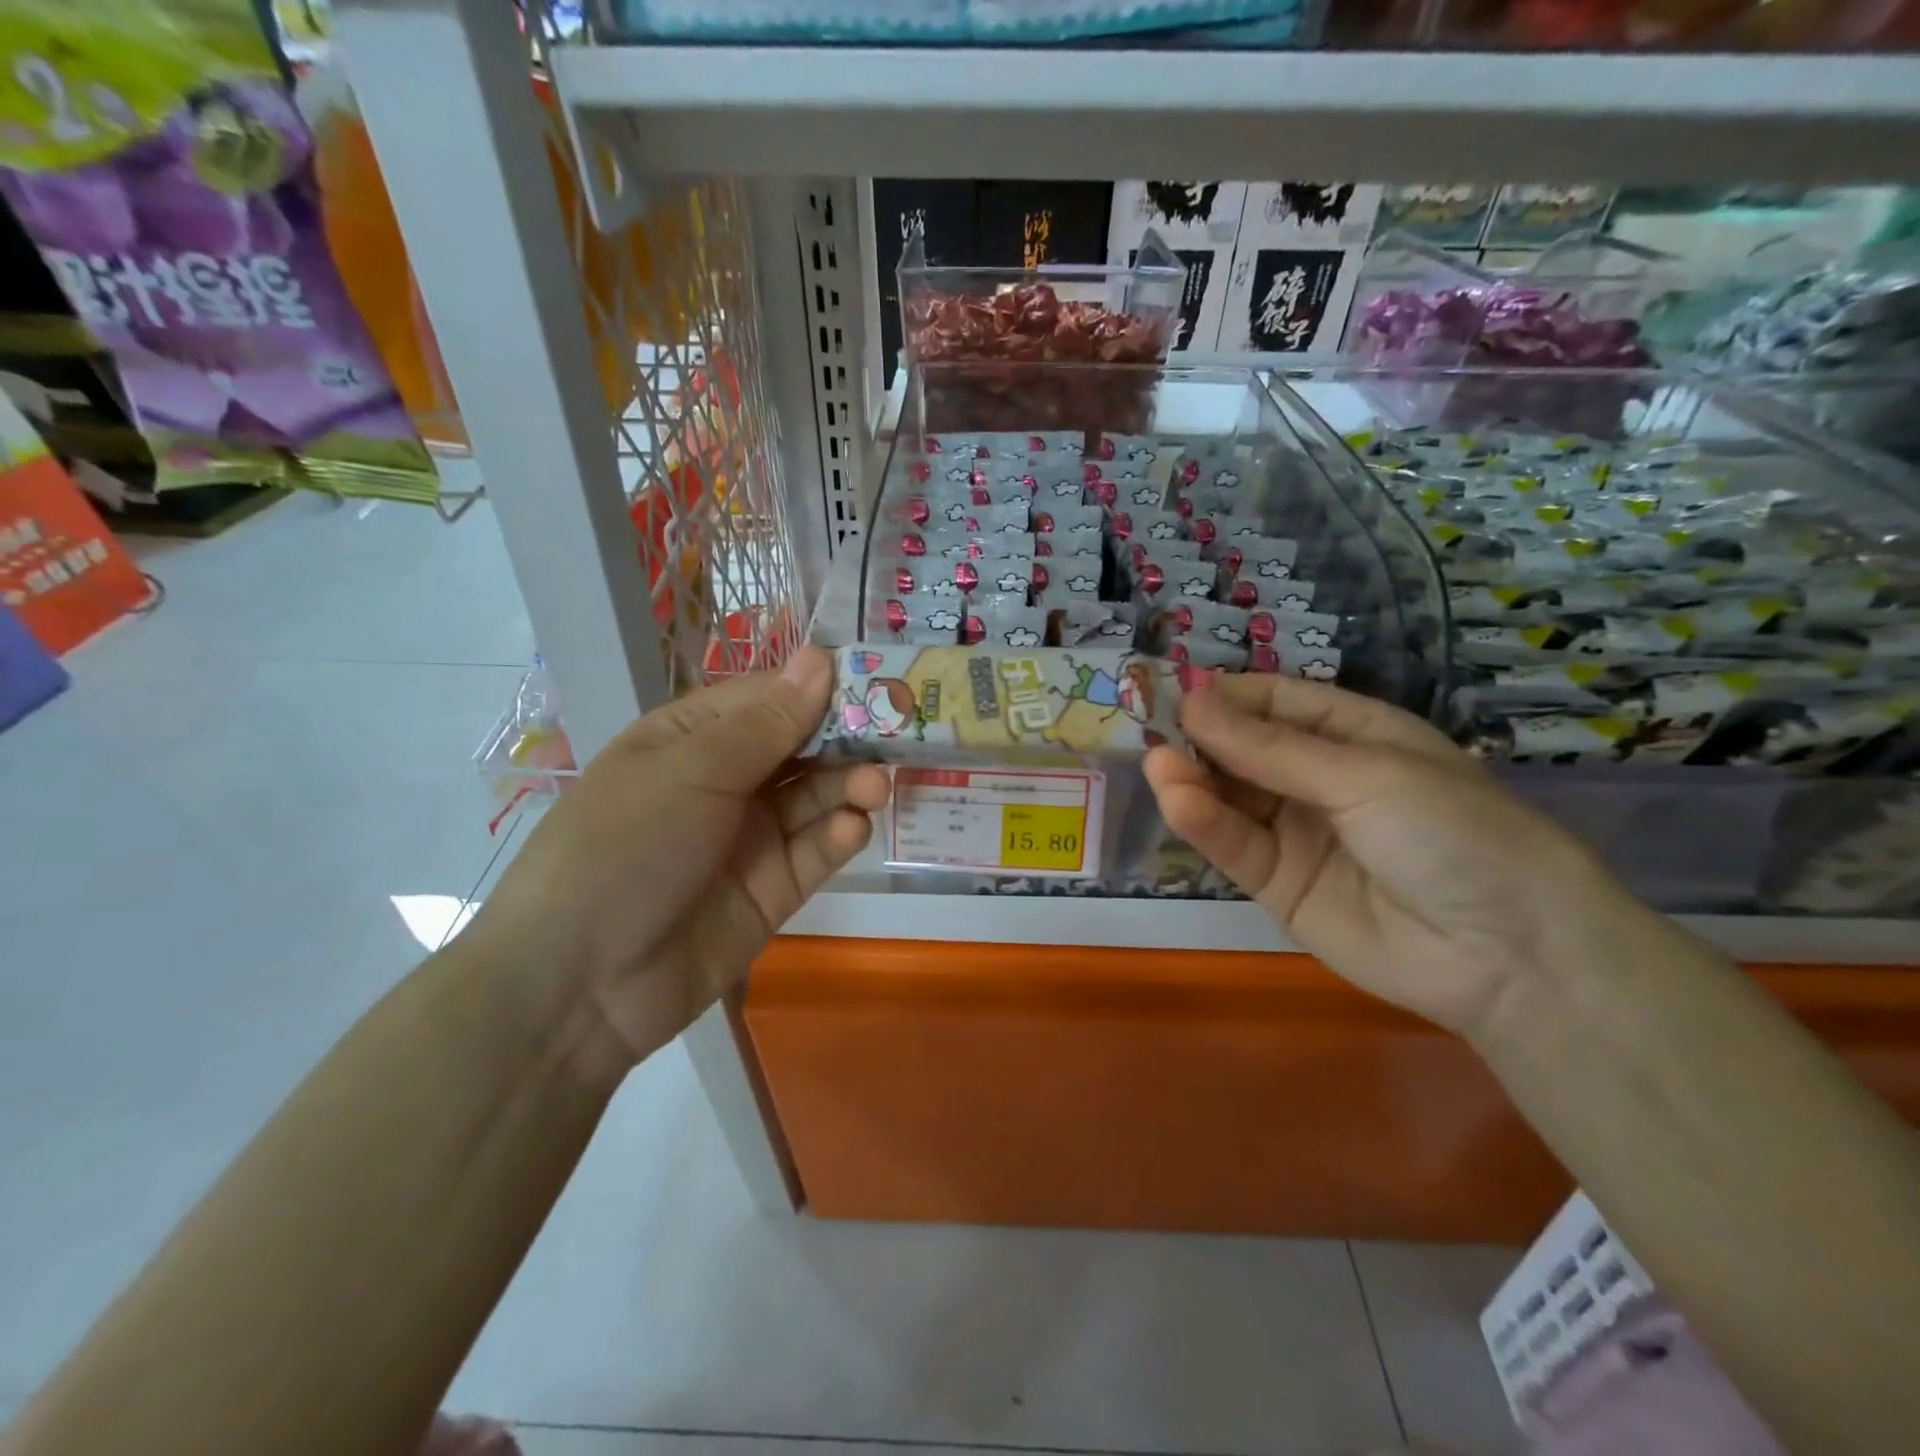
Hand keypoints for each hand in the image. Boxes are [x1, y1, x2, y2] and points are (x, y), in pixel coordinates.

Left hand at [470, 648, 888, 1068]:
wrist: (580, 983)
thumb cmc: (625, 846)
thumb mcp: (692, 771)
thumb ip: (767, 723)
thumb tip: (820, 657)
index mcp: (691, 739)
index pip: (768, 699)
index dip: (818, 688)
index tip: (875, 680)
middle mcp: (725, 782)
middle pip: (800, 748)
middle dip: (844, 740)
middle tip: (896, 734)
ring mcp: (750, 838)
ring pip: (815, 799)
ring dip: (847, 786)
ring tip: (874, 785)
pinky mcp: (772, 890)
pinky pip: (814, 853)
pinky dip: (837, 837)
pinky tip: (851, 829)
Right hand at [1144, 674, 1638, 1036]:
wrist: (1509, 956)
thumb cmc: (1454, 833)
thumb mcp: (1365, 775)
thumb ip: (1271, 748)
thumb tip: (1192, 701)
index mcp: (1352, 736)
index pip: (1275, 703)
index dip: (1227, 697)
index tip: (1176, 693)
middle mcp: (1317, 779)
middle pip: (1242, 749)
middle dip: (1200, 738)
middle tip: (1149, 728)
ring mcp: (1294, 832)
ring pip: (1230, 797)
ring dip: (1192, 779)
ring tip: (1159, 765)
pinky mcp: (1277, 884)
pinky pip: (1234, 846)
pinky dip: (1203, 824)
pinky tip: (1177, 802)